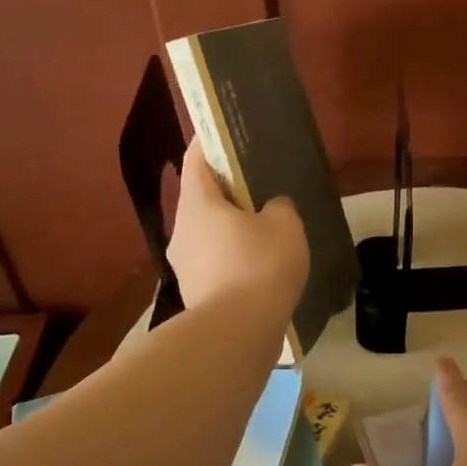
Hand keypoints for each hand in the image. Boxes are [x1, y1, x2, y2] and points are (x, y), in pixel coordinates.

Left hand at [167, 140, 308, 314]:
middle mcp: (181, 229)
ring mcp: (182, 263)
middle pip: (201, 197)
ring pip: (206, 231)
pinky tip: (255, 264)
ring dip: (228, 225)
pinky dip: (230, 255)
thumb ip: (279, 206)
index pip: (196, 159)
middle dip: (226, 189)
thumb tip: (270, 208)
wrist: (237, 332)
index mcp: (197, 203)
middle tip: (257, 184)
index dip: (210, 142)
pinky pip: (213, 260)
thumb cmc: (259, 265)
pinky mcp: (194, 290)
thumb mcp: (285, 225)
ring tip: (261, 227)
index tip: (226, 133)